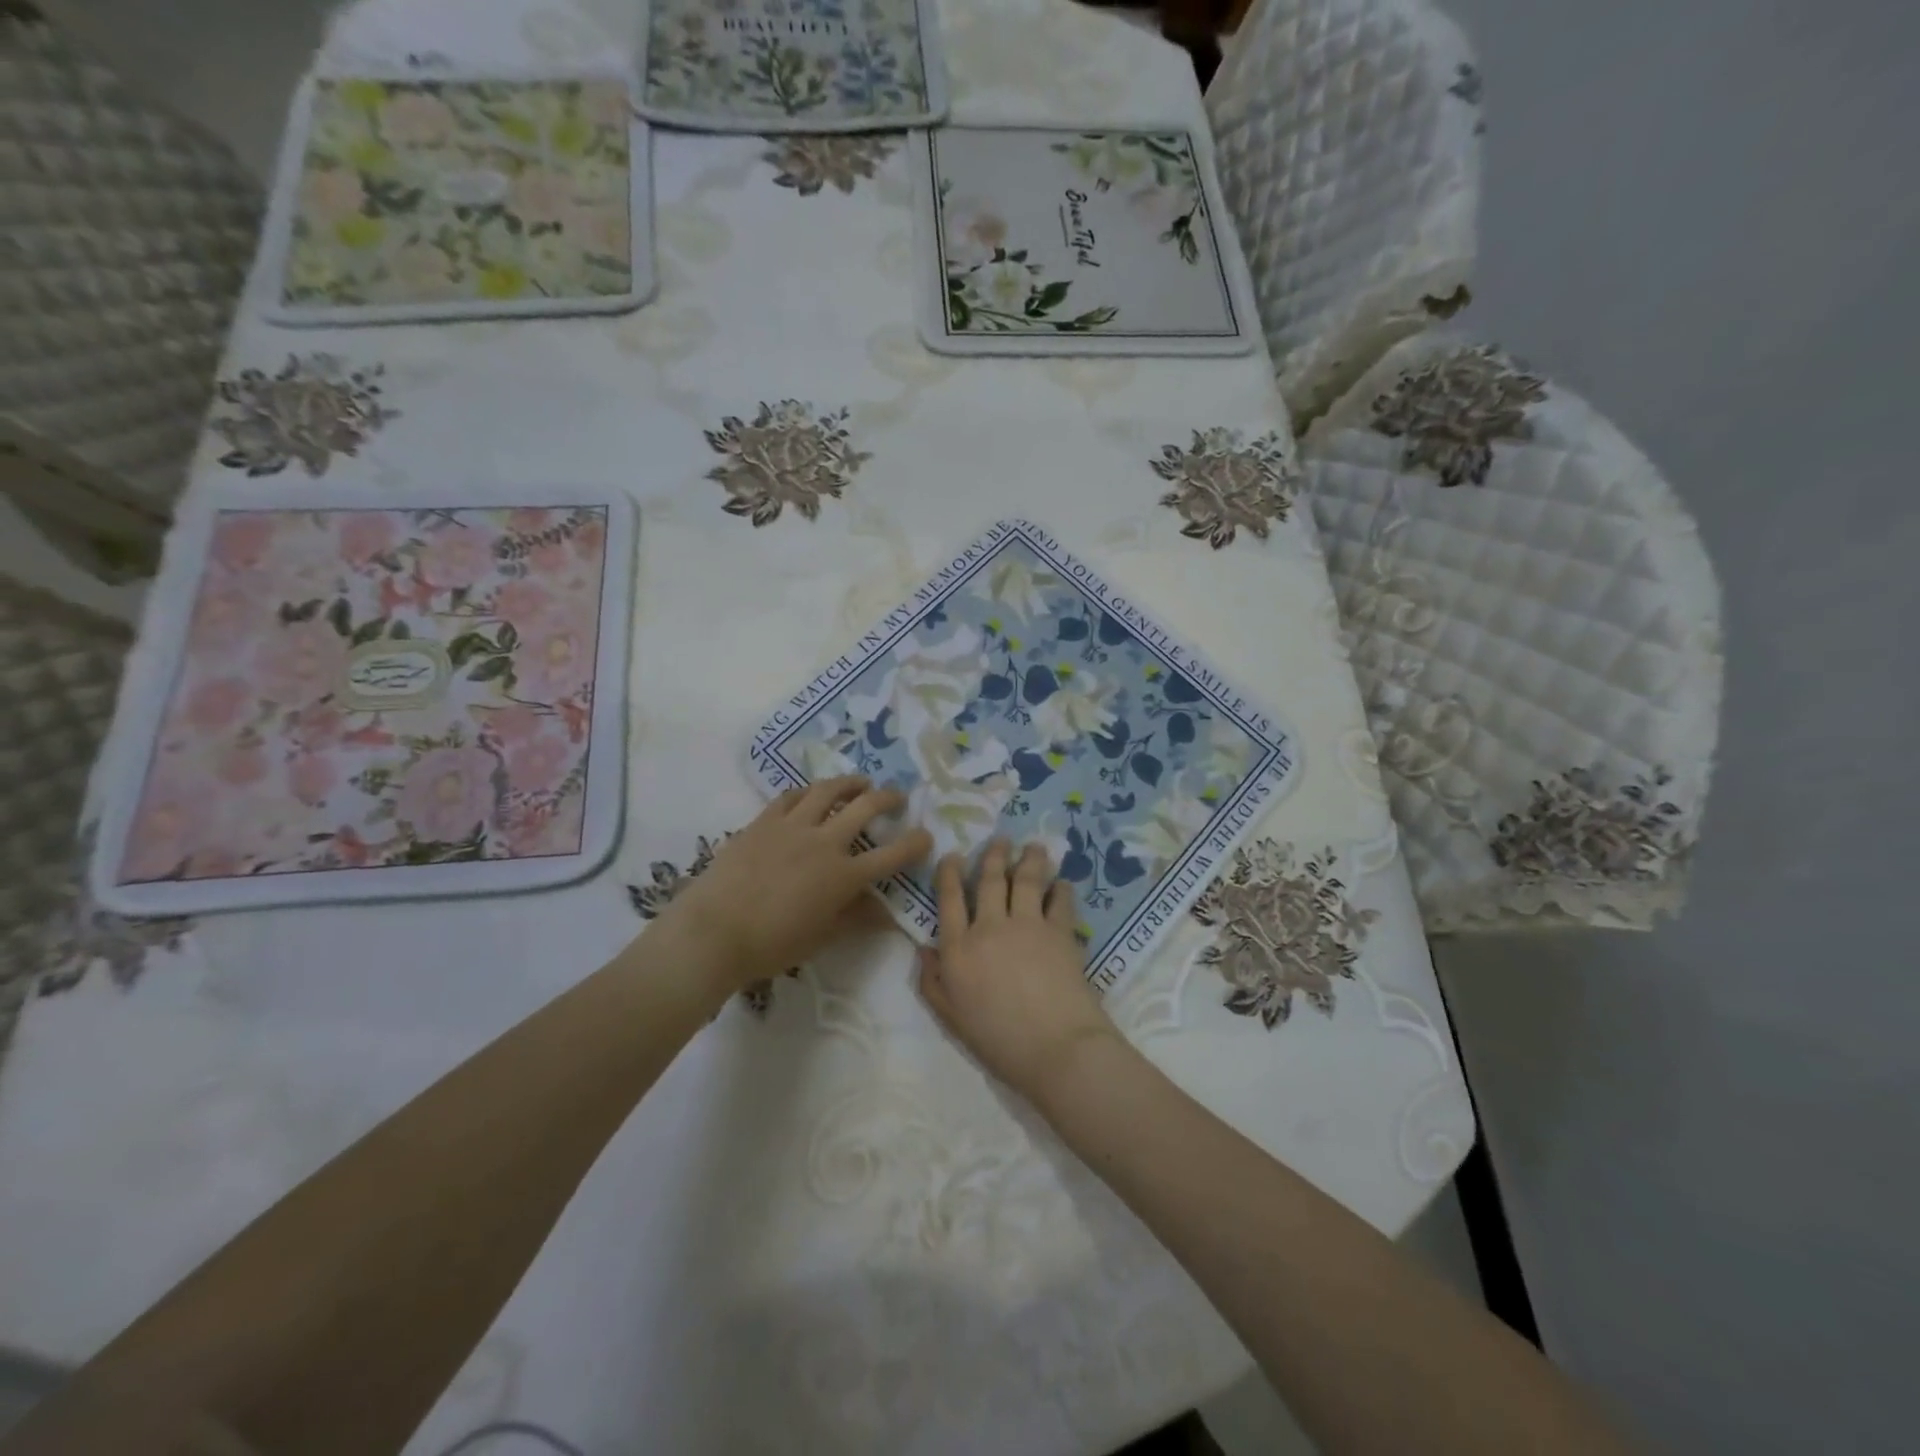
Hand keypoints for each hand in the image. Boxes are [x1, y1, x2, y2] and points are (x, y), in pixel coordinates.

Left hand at [657, 776, 931, 993]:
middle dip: (888, 799)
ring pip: (828, 790)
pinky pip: (790, 796)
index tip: (926, 836)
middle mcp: (825, 842)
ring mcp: (792, 826)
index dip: (916, 843)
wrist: (714, 931)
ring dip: (850, 783)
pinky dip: (807, 791)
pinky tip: (810, 793)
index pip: (893, 855)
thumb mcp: (821, 937)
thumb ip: (856, 918)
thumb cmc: (771, 944)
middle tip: (897, 798)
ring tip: (860, 782)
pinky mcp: (764, 821)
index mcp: (844, 876)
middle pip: (866, 808)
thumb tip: (887, 913)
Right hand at [918, 839, 1122, 1102]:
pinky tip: (1062, 883)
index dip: (948, 873)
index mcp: (958, 949)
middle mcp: (990, 927)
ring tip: (1033, 847)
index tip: (952, 855)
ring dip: (1029, 859)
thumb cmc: (998, 1041)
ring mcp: (1027, 925)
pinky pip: (1059, 899)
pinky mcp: (1060, 930)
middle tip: (1000, 840)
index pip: (949, 899)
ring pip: (1025, 879)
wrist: (1055, 1048)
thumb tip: (924, 949)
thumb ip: (933, 982)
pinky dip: (1061, 888)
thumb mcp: (952, 1019)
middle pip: (988, 880)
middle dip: (993, 856)